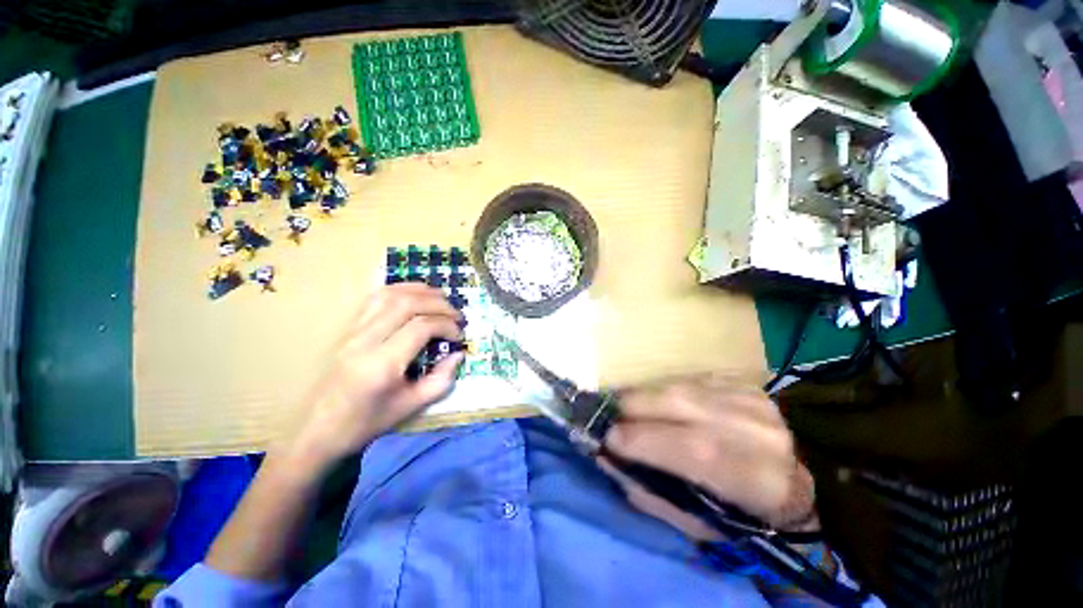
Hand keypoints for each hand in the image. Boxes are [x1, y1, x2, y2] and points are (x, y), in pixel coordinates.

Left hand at [279, 284, 464, 472]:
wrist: (317, 430)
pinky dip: (399, 289)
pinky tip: (414, 294)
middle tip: (457, 316)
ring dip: (420, 291)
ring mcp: (352, 331)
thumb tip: (459, 354)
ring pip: (389, 294)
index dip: (446, 325)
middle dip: (439, 304)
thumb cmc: (365, 423)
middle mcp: (365, 340)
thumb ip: (440, 380)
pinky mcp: (347, 328)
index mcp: (381, 364)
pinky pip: (374, 298)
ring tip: (442, 298)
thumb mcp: (410, 407)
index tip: (459, 336)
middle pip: (407, 304)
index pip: (421, 327)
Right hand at [601, 373, 816, 540]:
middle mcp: (749, 426)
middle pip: (674, 402)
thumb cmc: (749, 513)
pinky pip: (689, 379)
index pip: (682, 447)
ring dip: (643, 395)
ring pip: (677, 386)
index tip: (604, 439)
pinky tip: (661, 402)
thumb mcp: (701, 524)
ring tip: (627, 406)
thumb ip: (651, 492)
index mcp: (748, 473)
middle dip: (629, 406)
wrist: (807, 478)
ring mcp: (747, 396)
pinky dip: (666, 389)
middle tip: (607, 413)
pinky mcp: (742, 381)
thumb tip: (608, 459)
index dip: (635, 440)